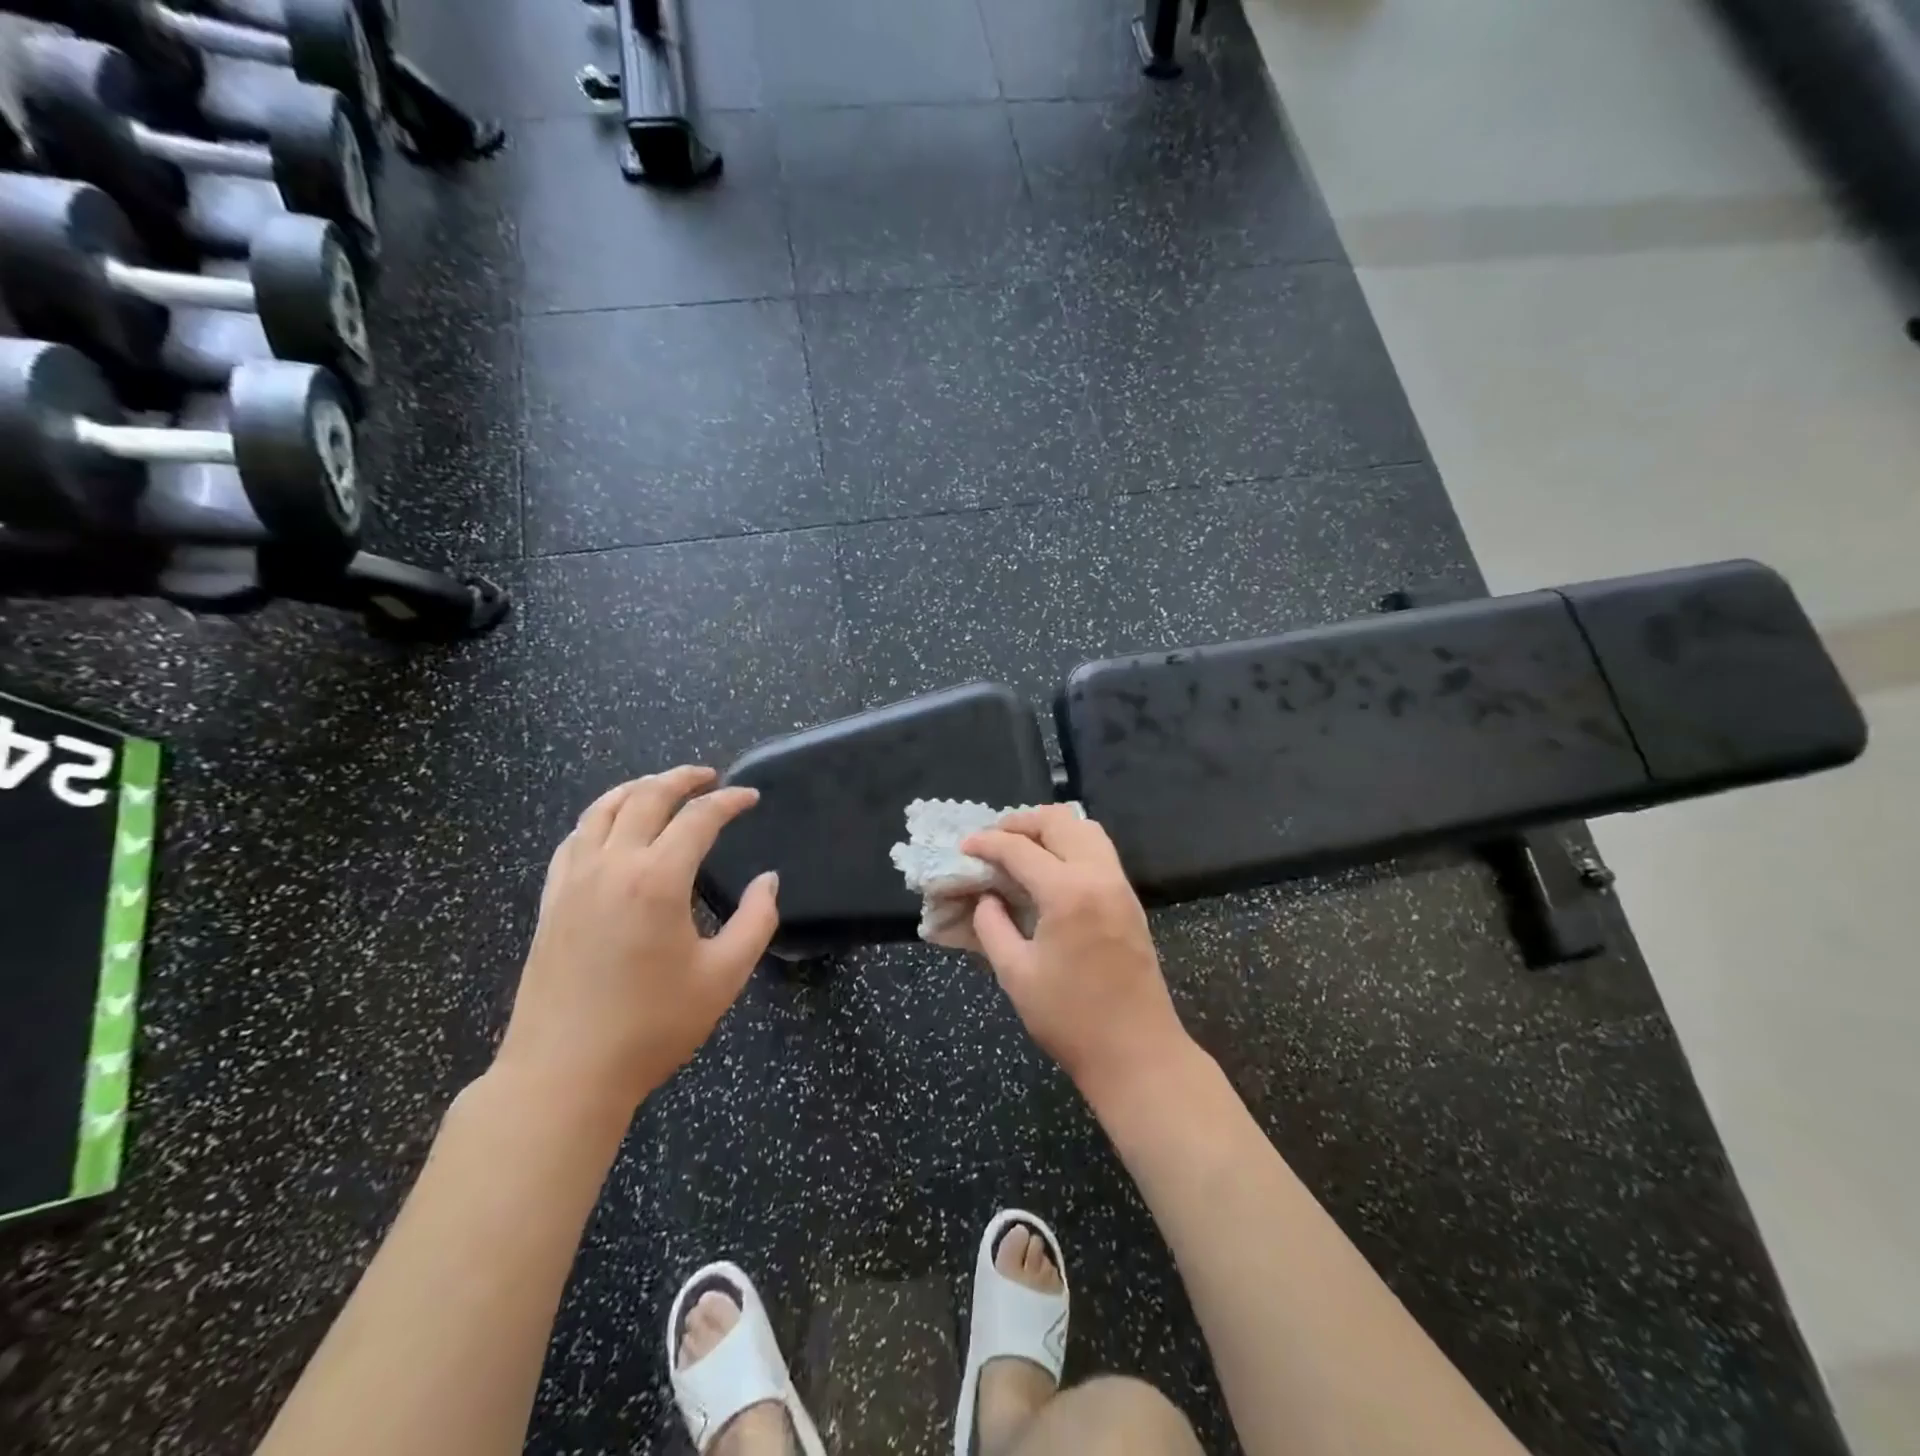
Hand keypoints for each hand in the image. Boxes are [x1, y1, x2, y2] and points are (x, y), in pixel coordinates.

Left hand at [494, 767, 778, 1121]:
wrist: (563, 1074)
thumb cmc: (652, 1027)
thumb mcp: (724, 976)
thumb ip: (756, 921)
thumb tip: (769, 881)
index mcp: (657, 879)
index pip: (698, 818)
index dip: (729, 801)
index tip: (750, 797)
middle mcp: (611, 866)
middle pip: (646, 798)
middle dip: (682, 779)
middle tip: (709, 776)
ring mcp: (573, 881)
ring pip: (601, 810)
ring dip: (636, 789)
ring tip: (661, 786)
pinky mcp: (550, 902)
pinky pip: (574, 839)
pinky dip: (598, 818)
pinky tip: (609, 828)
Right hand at [962, 807, 1190, 1102]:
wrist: (1137, 1052)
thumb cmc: (1070, 1018)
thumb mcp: (1016, 974)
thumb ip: (992, 926)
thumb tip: (987, 897)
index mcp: (1068, 892)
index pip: (1019, 849)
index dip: (987, 843)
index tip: (963, 846)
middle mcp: (1099, 875)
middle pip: (1059, 821)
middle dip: (1020, 823)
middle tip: (992, 840)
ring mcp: (1120, 885)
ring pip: (1085, 829)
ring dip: (1050, 828)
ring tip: (1021, 848)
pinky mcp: (1130, 899)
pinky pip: (1099, 850)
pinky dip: (1071, 844)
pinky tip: (1050, 868)